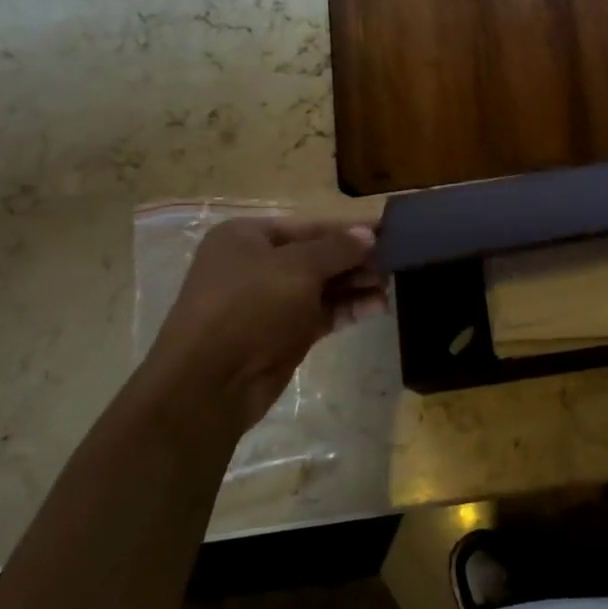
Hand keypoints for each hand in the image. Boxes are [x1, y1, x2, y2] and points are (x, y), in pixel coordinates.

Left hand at [142, 217, 383, 426]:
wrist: (211, 384)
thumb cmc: (249, 308)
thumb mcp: (296, 268)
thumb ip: (336, 249)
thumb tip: (369, 234)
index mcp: (247, 237)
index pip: (309, 225)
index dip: (349, 227)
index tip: (388, 229)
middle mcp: (257, 265)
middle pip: (317, 255)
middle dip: (356, 258)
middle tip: (396, 260)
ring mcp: (270, 302)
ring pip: (323, 286)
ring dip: (356, 284)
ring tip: (390, 285)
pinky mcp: (284, 333)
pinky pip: (322, 313)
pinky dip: (348, 308)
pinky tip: (377, 306)